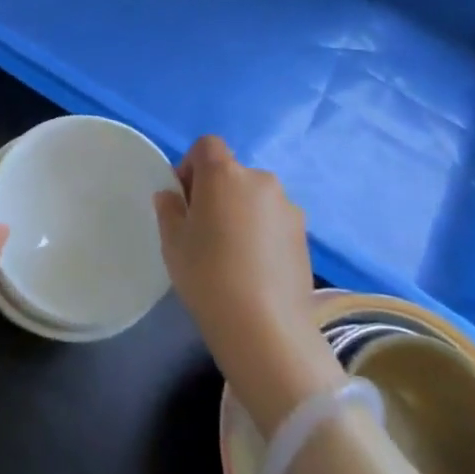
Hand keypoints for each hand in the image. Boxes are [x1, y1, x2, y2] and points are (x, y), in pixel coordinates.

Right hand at [155, 135, 343, 435]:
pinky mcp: (305, 236)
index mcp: (224, 174)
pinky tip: (253, 267)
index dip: (191, 165)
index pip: (207, 146)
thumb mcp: (172, 241)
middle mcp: (260, 181)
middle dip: (216, 191)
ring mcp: (288, 208)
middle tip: (204, 228)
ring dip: (241, 211)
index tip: (184, 198)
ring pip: (255, 198)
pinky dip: (262, 232)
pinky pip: (274, 221)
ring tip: (231, 252)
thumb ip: (169, 209)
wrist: (265, 328)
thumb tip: (172, 196)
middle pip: (232, 173)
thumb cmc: (207, 275)